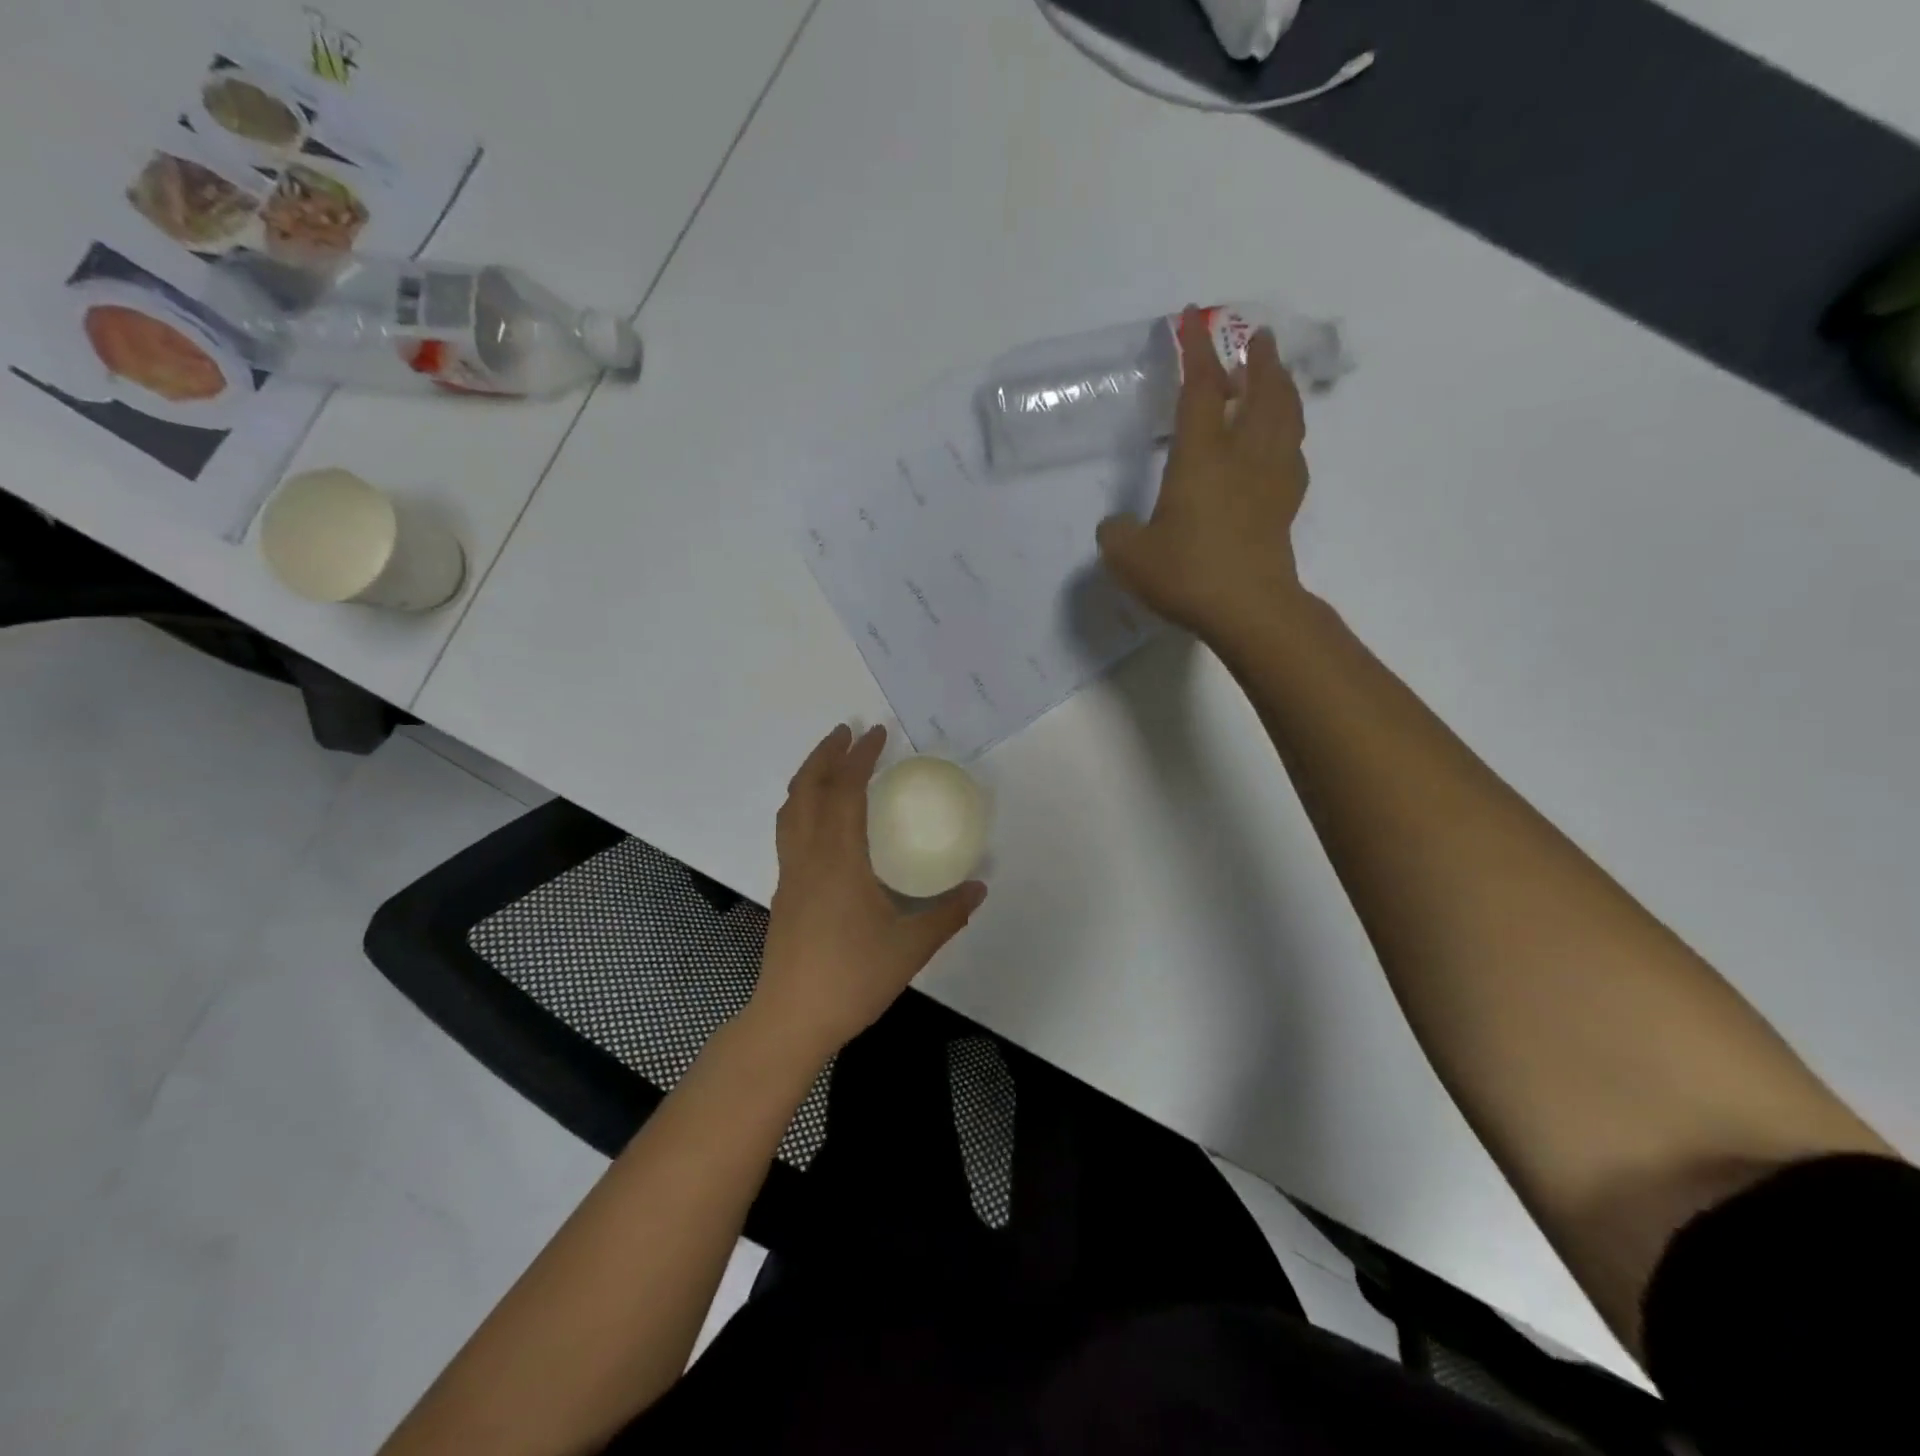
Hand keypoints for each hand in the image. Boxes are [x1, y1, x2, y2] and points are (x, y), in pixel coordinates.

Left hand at [749, 724, 986, 1059]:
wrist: (791, 1019)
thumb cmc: (852, 979)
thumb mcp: (910, 947)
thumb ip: (947, 914)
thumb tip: (979, 887)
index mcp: (839, 860)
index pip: (845, 792)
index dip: (860, 758)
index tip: (877, 734)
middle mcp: (808, 856)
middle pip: (807, 789)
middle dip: (826, 755)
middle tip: (847, 732)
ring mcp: (790, 873)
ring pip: (790, 809)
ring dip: (808, 776)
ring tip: (829, 761)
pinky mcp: (785, 891)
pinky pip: (788, 830)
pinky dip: (801, 804)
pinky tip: (819, 816)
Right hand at [1096, 306, 1311, 643]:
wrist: (1247, 608)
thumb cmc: (1186, 573)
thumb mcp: (1128, 556)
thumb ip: (1116, 534)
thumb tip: (1117, 525)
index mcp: (1201, 456)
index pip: (1200, 389)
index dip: (1196, 351)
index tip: (1192, 318)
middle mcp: (1242, 455)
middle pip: (1261, 392)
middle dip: (1258, 360)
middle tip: (1258, 338)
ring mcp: (1270, 479)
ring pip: (1286, 417)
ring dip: (1281, 389)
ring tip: (1277, 376)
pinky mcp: (1285, 506)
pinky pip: (1293, 454)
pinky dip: (1289, 435)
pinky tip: (1283, 442)